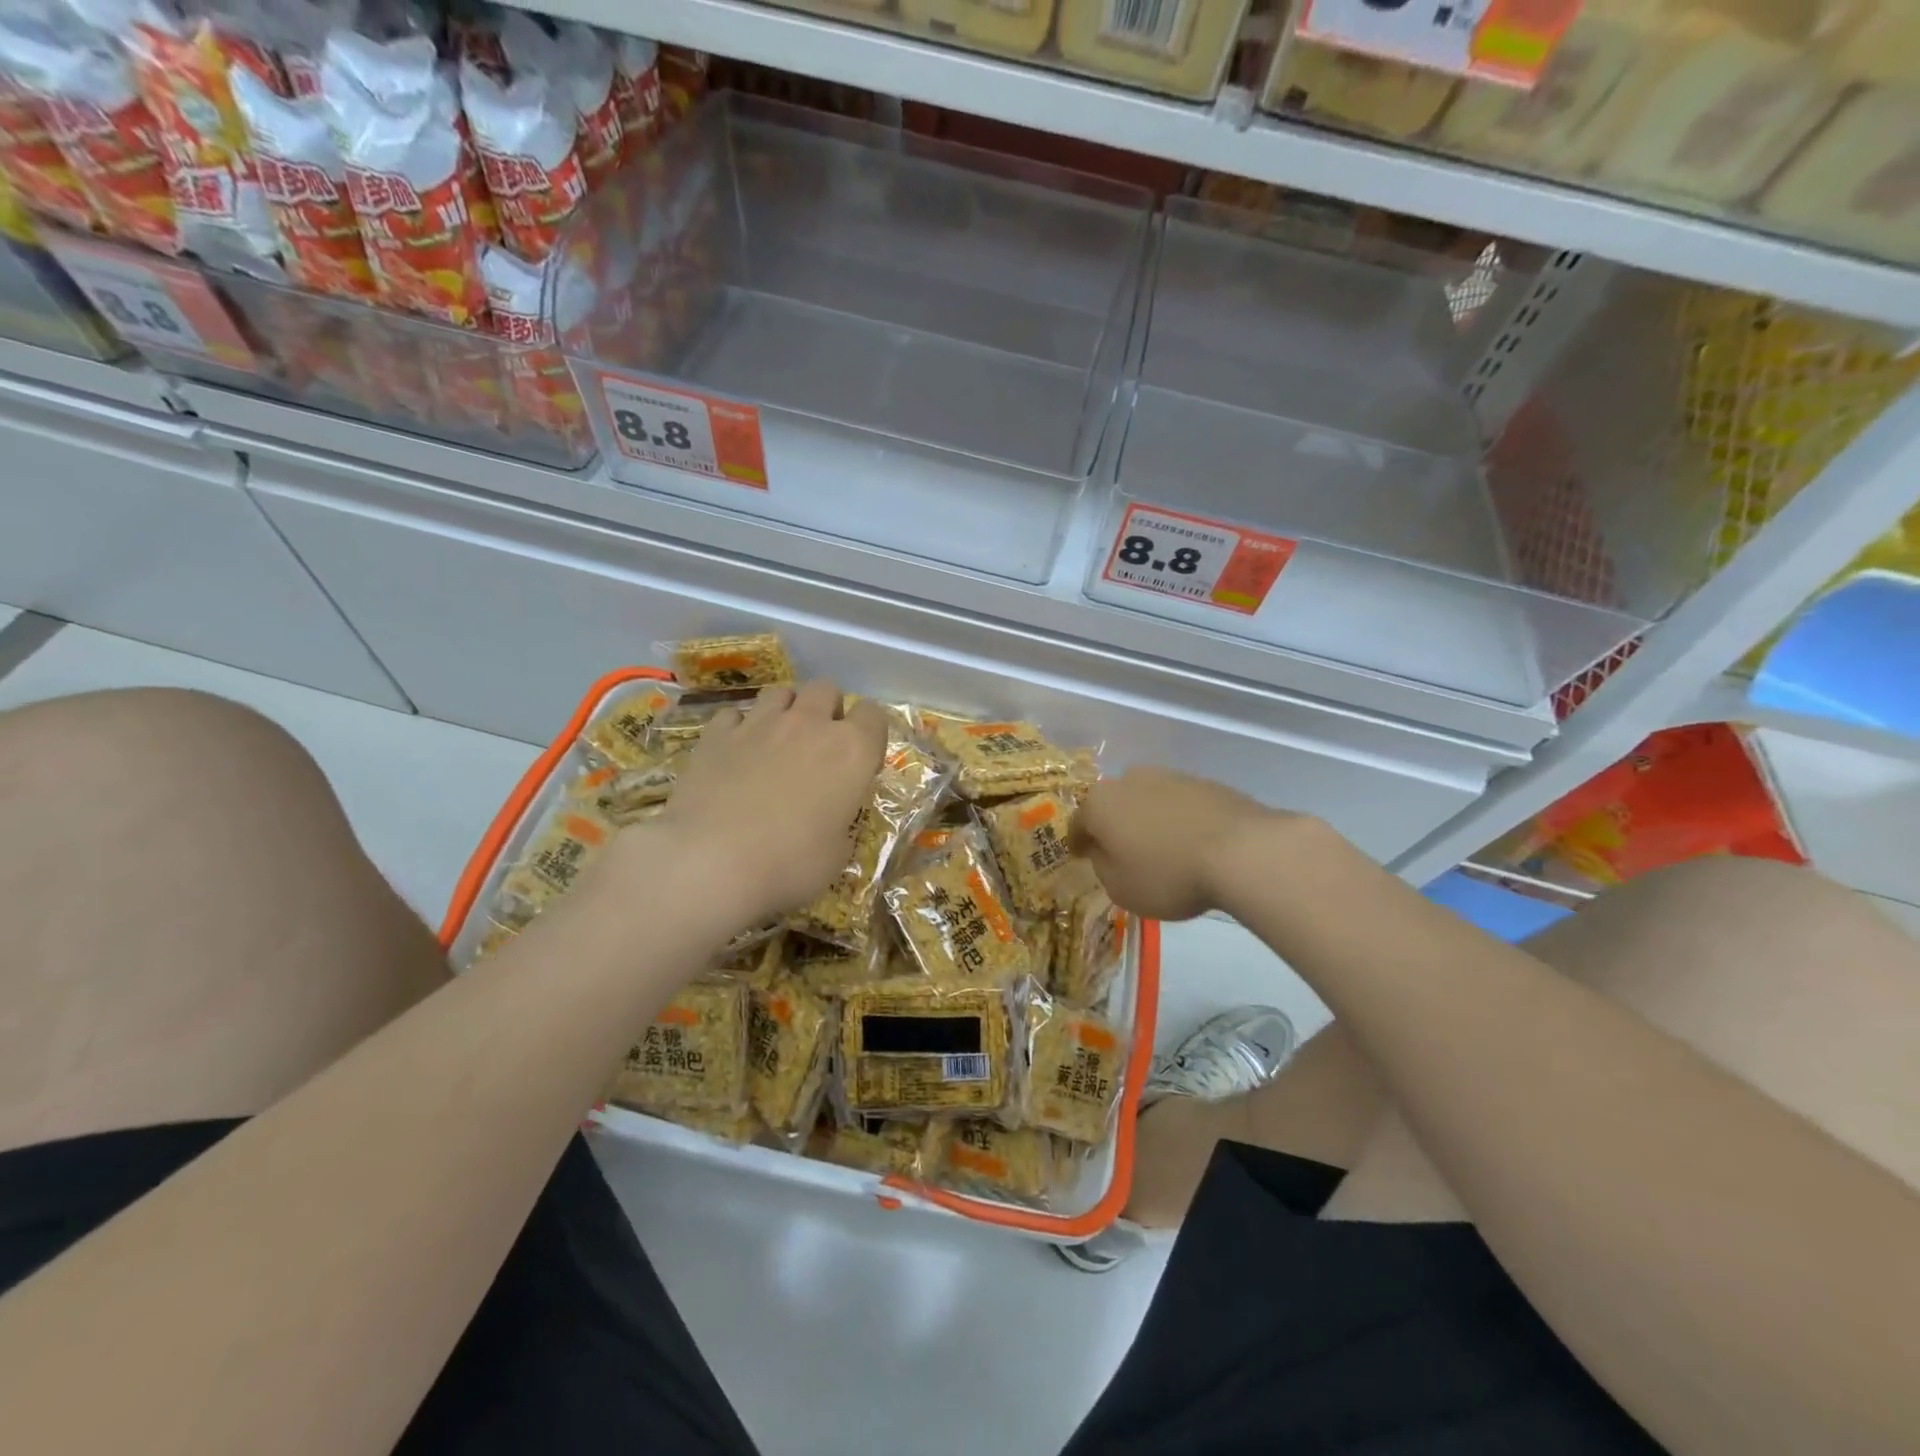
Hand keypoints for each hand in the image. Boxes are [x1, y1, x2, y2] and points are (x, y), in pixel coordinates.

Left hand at [657, 681, 888, 926]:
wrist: (711, 861)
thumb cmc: (790, 864)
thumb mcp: (837, 854)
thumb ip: (842, 822)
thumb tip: (833, 817)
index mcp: (852, 751)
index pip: (874, 715)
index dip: (869, 734)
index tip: (861, 760)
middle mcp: (810, 724)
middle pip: (826, 690)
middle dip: (827, 710)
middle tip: (820, 746)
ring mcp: (760, 723)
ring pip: (781, 692)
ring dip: (786, 710)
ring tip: (778, 741)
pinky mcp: (717, 733)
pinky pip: (735, 714)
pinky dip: (740, 727)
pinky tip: (736, 752)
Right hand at [1071, 766, 1274, 921]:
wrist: (1242, 851)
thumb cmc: (1168, 874)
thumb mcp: (1121, 888)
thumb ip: (1103, 867)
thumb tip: (1106, 852)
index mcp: (1100, 803)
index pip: (1077, 823)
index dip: (1077, 842)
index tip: (1080, 856)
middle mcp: (1129, 780)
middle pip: (1113, 804)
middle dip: (1114, 825)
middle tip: (1121, 851)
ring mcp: (1169, 776)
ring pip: (1147, 800)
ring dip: (1147, 819)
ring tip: (1161, 848)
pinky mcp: (1205, 782)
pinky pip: (1179, 804)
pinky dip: (1178, 819)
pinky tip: (1190, 842)